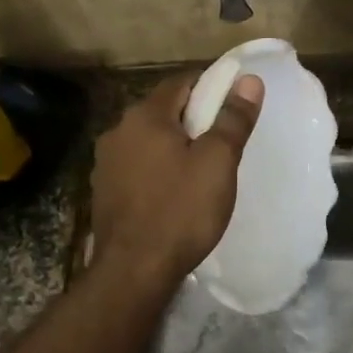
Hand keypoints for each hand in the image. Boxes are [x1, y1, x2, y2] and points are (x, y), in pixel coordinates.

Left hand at [89, 71, 263, 288]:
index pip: (181, 82)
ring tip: (201, 169)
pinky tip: (173, 192)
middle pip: (163, 111)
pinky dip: (157, 169)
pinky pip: (137, 166)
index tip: (233, 105)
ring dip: (173, 145)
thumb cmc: (181, 210)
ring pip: (148, 140)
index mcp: (145, 116)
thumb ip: (233, 118)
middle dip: (193, 118)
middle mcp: (118, 130)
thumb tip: (249, 80)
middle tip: (223, 140)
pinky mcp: (103, 191)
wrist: (133, 272)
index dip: (210, 87)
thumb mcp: (218, 162)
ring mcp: (106, 162)